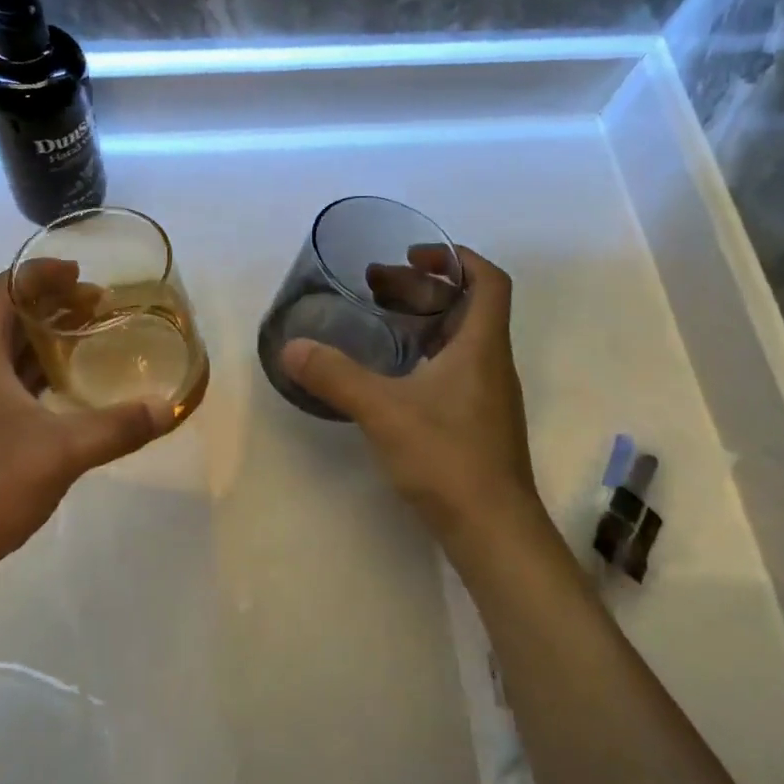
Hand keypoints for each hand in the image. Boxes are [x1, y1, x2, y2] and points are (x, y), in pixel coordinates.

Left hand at [0, 272, 174, 575]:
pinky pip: (11, 389)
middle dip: (50, 305)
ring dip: (45, 341)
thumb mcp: (60, 453)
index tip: (78, 273)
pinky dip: (41, 379)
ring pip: (8, 357)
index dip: (35, 274)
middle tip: (98, 306)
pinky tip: (69, 395)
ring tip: (89, 339)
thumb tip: (168, 407)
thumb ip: (116, 428)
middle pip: (6, 320)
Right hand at [281, 245, 545, 549]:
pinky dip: (423, 354)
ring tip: (378, 318)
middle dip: (422, 286)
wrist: (493, 530)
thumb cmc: (447, 458)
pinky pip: (452, 368)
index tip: (413, 253)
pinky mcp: (476, 421)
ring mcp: (486, 395)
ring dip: (422, 320)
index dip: (456, 257)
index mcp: (481, 346)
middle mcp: (491, 363)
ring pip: (459, 339)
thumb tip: (291, 348)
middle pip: (466, 306)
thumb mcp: (383, 411)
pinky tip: (390, 371)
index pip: (488, 280)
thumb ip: (336, 376)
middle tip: (375, 284)